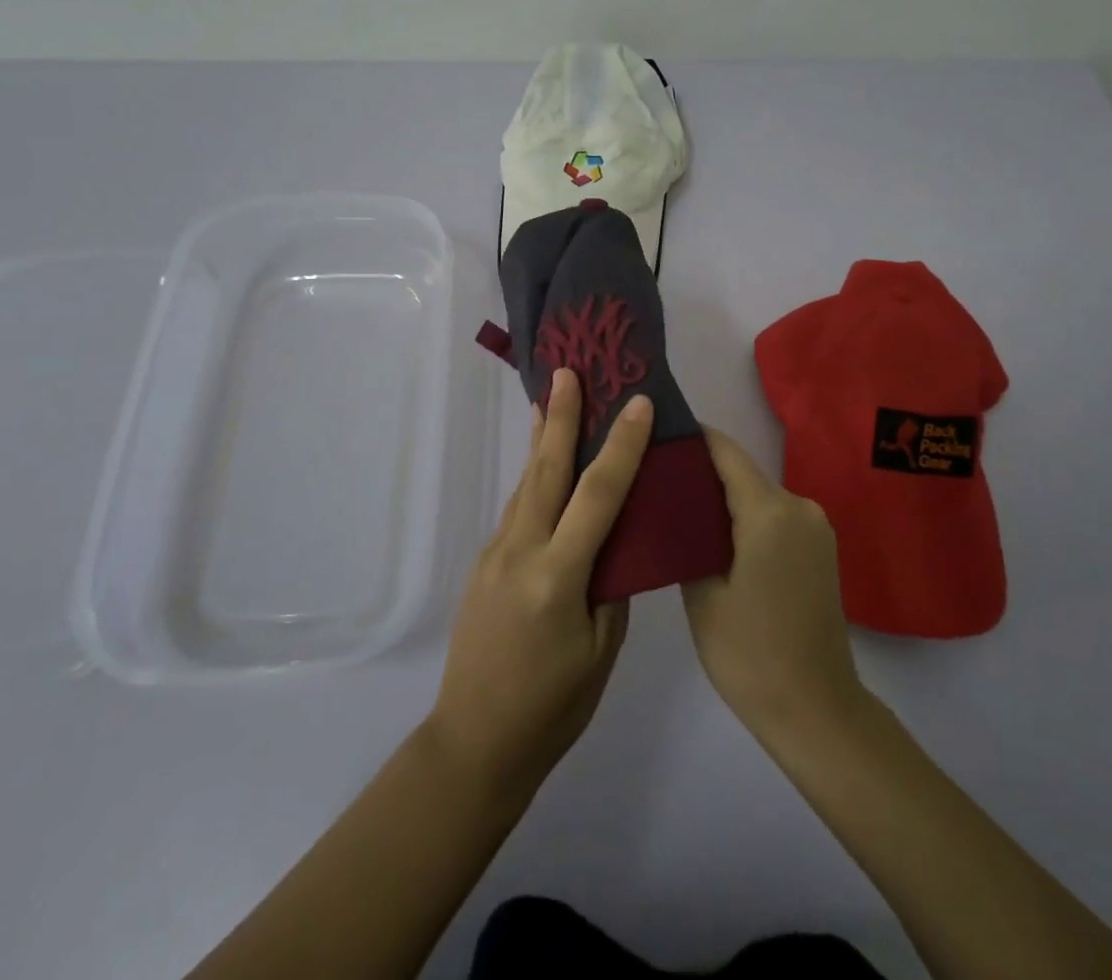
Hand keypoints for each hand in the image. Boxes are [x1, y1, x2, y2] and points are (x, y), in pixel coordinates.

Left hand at [425, 367, 651, 799]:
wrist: (474, 741)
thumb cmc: (551, 707)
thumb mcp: (599, 650)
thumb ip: (609, 586)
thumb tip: (615, 539)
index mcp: (558, 575)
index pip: (598, 495)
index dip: (621, 446)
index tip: (637, 404)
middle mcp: (521, 550)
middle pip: (546, 469)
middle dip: (561, 415)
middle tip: (569, 370)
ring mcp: (496, 553)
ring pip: (527, 483)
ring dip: (542, 438)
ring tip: (553, 398)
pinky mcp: (485, 563)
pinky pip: (517, 507)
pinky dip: (534, 475)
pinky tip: (542, 464)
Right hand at [682, 427, 865, 739]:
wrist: (816, 712)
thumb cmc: (750, 654)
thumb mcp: (702, 594)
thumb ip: (688, 535)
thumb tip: (672, 501)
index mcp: (770, 511)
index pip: (724, 450)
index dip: (690, 437)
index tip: (654, 435)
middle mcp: (799, 506)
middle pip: (741, 472)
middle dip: (700, 472)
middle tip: (655, 481)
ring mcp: (816, 527)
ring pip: (757, 495)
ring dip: (722, 499)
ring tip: (679, 512)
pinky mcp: (820, 549)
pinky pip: (774, 517)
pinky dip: (745, 519)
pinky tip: (716, 540)